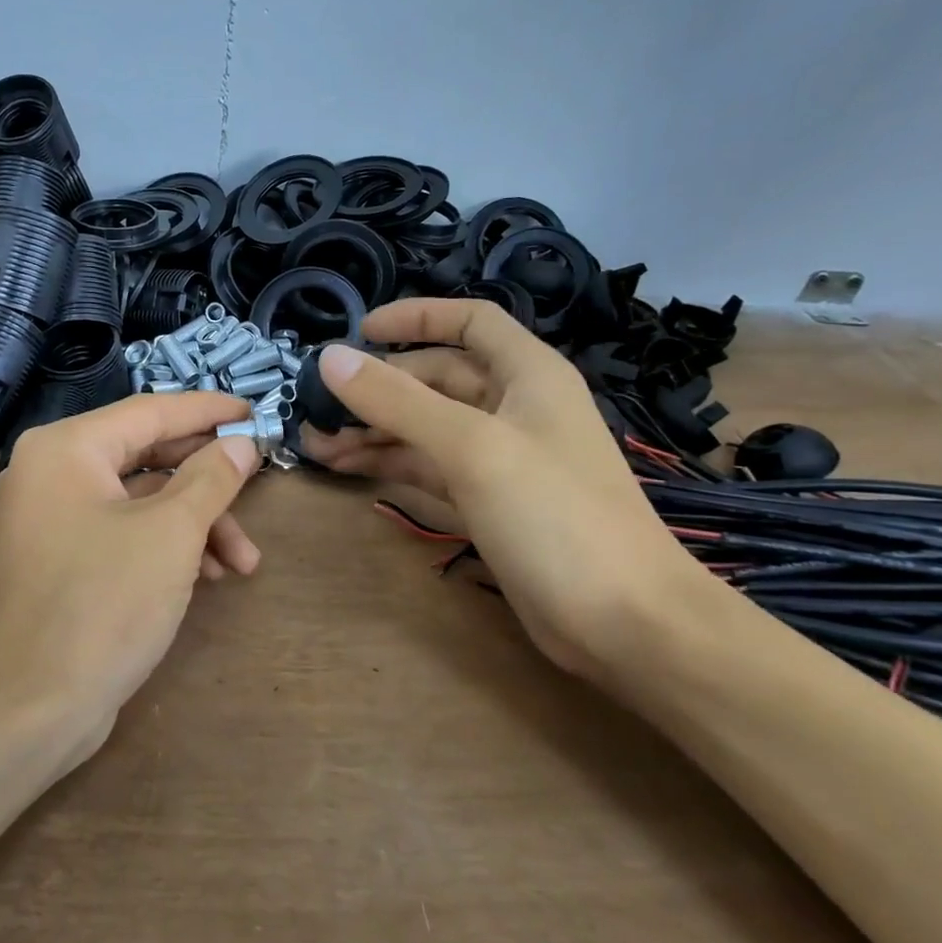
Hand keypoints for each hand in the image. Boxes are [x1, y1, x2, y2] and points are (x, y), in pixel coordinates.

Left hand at [0, 392, 262, 767]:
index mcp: (66, 448)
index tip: (254, 412)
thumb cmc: (103, 602)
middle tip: (257, 484)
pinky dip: (166, 547)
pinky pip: (123, 532)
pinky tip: (210, 576)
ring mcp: (52, 518)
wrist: (30, 708)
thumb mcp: (171, 533)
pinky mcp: (61, 559)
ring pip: (140, 500)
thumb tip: (241, 443)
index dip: (207, 411)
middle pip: (147, 456)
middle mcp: (51, 472)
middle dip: (208, 482)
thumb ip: (211, 478)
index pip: (150, 411)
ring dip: (196, 524)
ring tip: (244, 562)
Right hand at [299, 299, 715, 683]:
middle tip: (317, 403)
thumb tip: (330, 357)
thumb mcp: (472, 447)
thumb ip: (398, 401)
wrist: (626, 624)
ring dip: (373, 430)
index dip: (416, 318)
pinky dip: (389, 465)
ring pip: (425, 427)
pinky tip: (346, 468)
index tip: (358, 330)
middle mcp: (513, 409)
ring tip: (315, 441)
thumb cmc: (556, 516)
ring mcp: (500, 459)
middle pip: (436, 379)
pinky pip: (428, 468)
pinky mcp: (487, 504)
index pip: (470, 322)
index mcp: (528, 375)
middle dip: (377, 387)